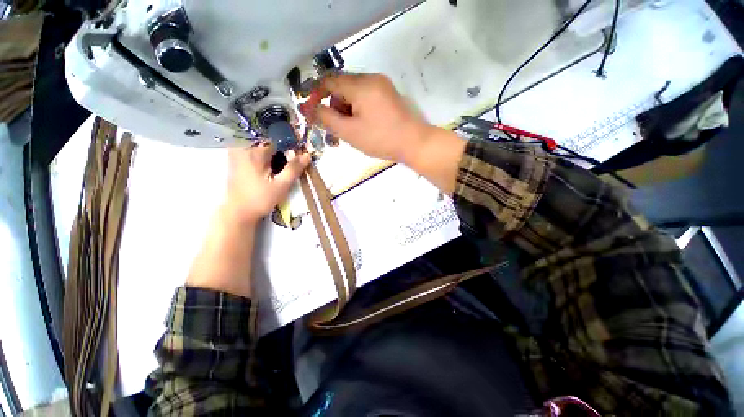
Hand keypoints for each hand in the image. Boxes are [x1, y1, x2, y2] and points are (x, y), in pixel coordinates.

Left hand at [186, 145, 308, 297]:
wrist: (238, 211)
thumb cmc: (260, 199)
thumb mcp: (281, 185)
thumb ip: (294, 168)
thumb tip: (308, 155)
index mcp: (255, 152)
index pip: (276, 137)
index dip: (291, 141)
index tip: (301, 148)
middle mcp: (244, 147)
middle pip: (268, 137)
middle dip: (283, 143)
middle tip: (294, 153)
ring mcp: (238, 152)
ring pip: (260, 141)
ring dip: (274, 146)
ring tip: (285, 156)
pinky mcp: (237, 158)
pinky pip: (253, 147)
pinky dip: (265, 150)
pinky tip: (273, 159)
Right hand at [299, 73, 465, 194]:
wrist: (414, 143)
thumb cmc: (381, 139)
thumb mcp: (350, 132)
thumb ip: (327, 119)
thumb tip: (308, 109)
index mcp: (361, 85)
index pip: (329, 81)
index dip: (316, 94)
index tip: (311, 112)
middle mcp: (371, 79)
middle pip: (342, 87)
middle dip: (333, 107)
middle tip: (334, 129)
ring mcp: (382, 86)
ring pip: (353, 94)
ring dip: (345, 111)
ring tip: (348, 132)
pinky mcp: (388, 95)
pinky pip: (365, 98)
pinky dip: (357, 110)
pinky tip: (360, 127)